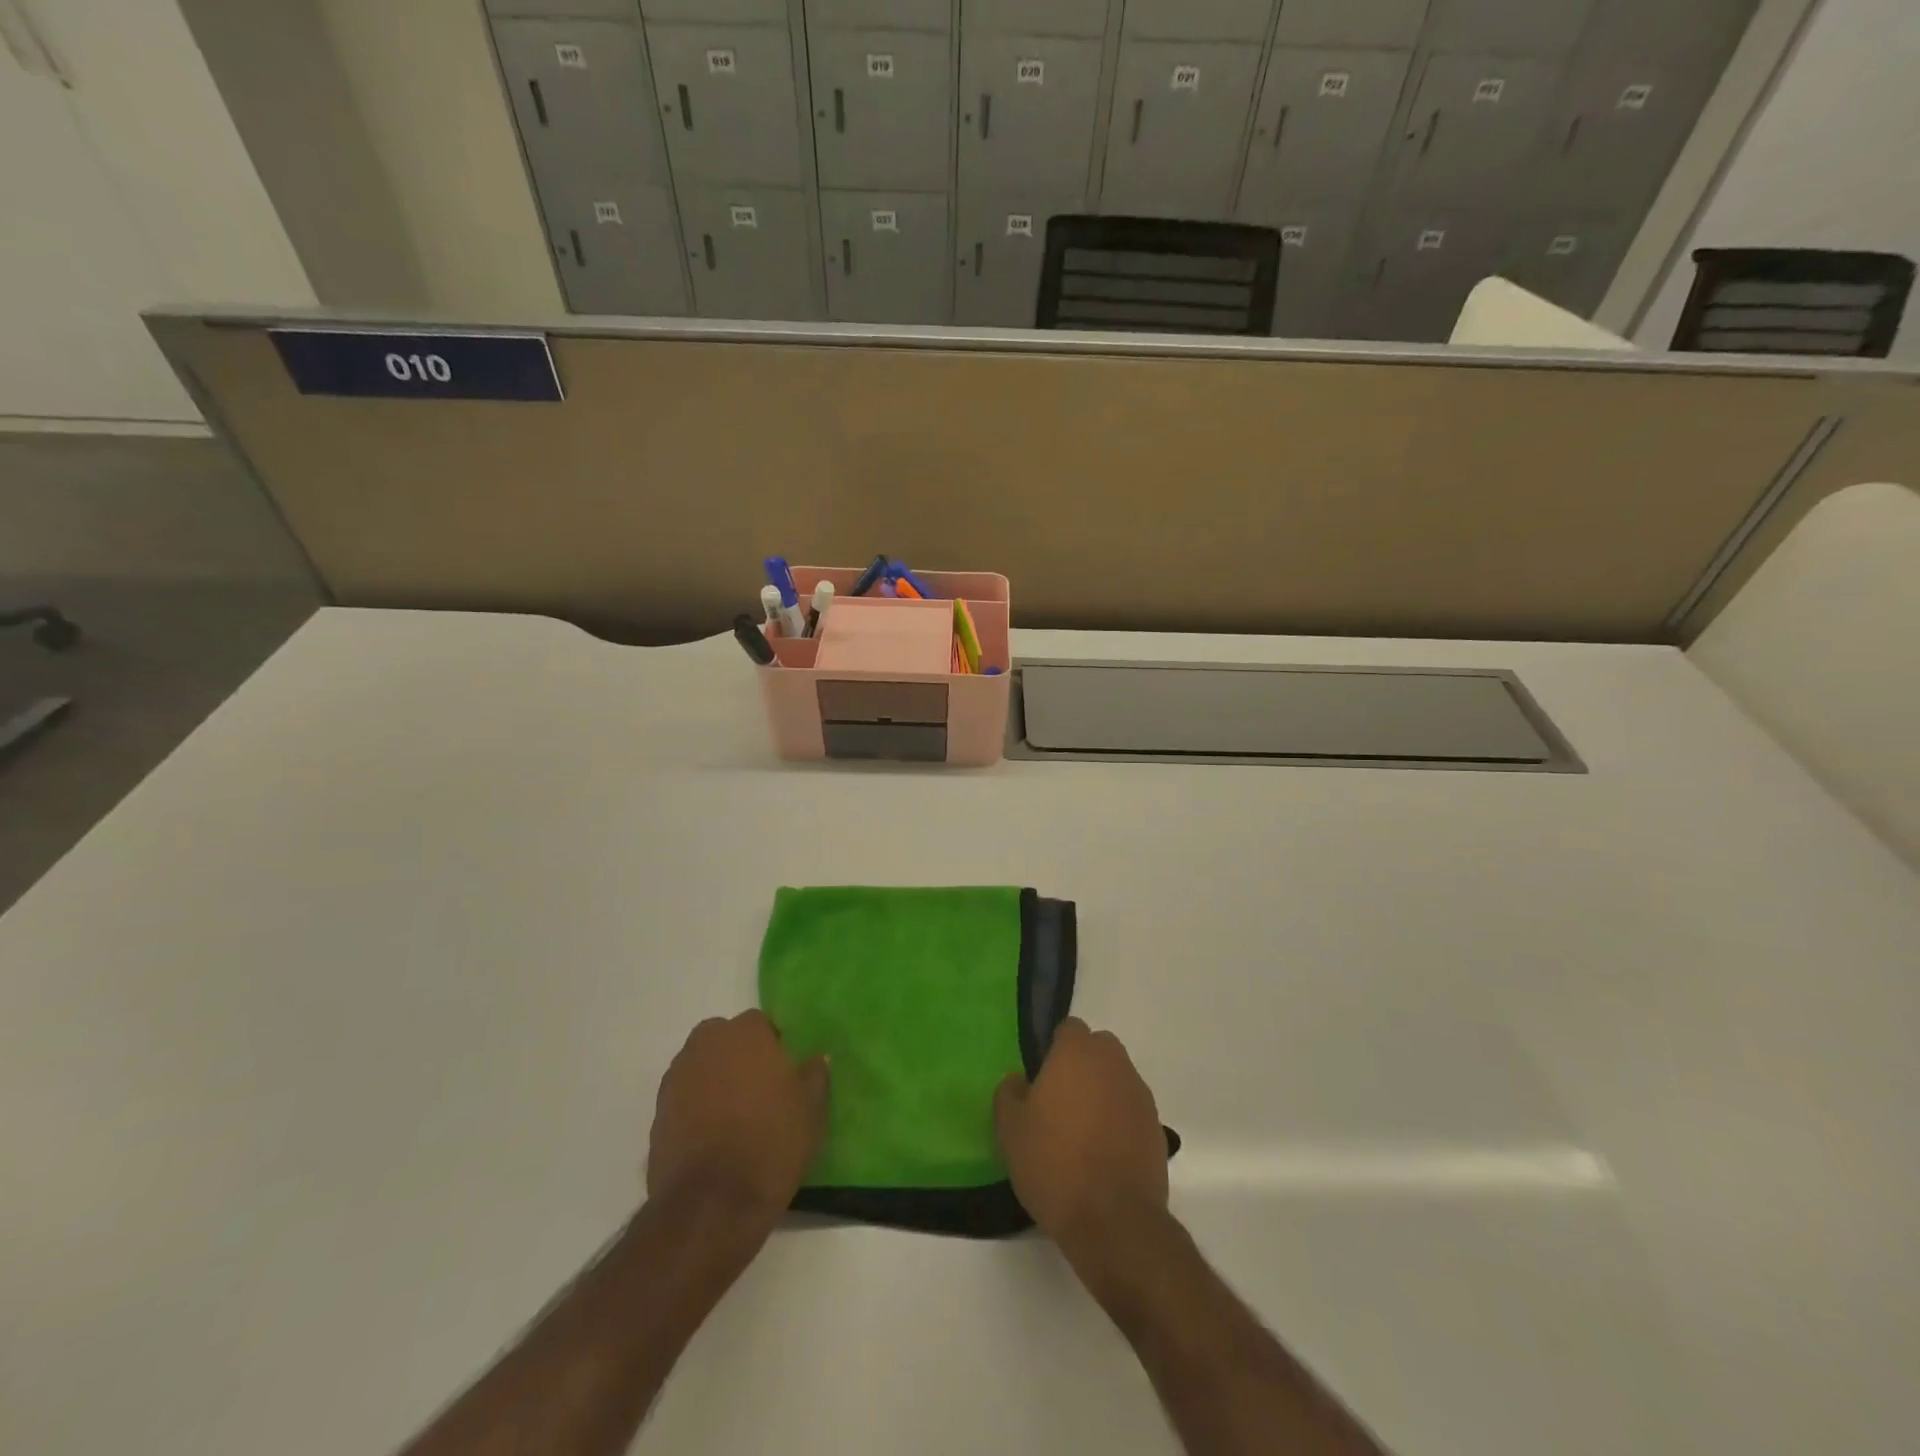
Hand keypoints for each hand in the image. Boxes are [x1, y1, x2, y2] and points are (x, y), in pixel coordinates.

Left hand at [647, 1011, 828, 1233]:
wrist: (712, 1204)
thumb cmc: (771, 1142)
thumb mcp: (812, 1109)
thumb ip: (814, 1076)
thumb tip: (815, 1060)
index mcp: (745, 1034)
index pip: (760, 1024)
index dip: (773, 1046)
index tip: (784, 1073)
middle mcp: (705, 1045)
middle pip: (724, 1040)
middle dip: (738, 1057)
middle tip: (759, 1091)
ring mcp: (676, 1079)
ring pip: (701, 1068)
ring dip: (715, 1082)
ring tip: (735, 1118)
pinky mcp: (657, 1115)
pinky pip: (684, 1100)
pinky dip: (696, 1110)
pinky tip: (713, 1139)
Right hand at [994, 1018, 1166, 1251]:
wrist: (1113, 1220)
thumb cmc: (1054, 1163)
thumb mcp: (1010, 1129)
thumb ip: (1009, 1093)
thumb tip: (1019, 1080)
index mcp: (1078, 1052)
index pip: (1069, 1029)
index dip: (1054, 1048)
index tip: (1041, 1077)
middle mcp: (1114, 1063)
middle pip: (1098, 1049)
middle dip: (1082, 1066)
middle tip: (1060, 1100)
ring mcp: (1140, 1095)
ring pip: (1117, 1078)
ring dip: (1102, 1093)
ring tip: (1082, 1131)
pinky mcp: (1156, 1128)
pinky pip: (1132, 1110)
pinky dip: (1119, 1121)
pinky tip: (1103, 1153)